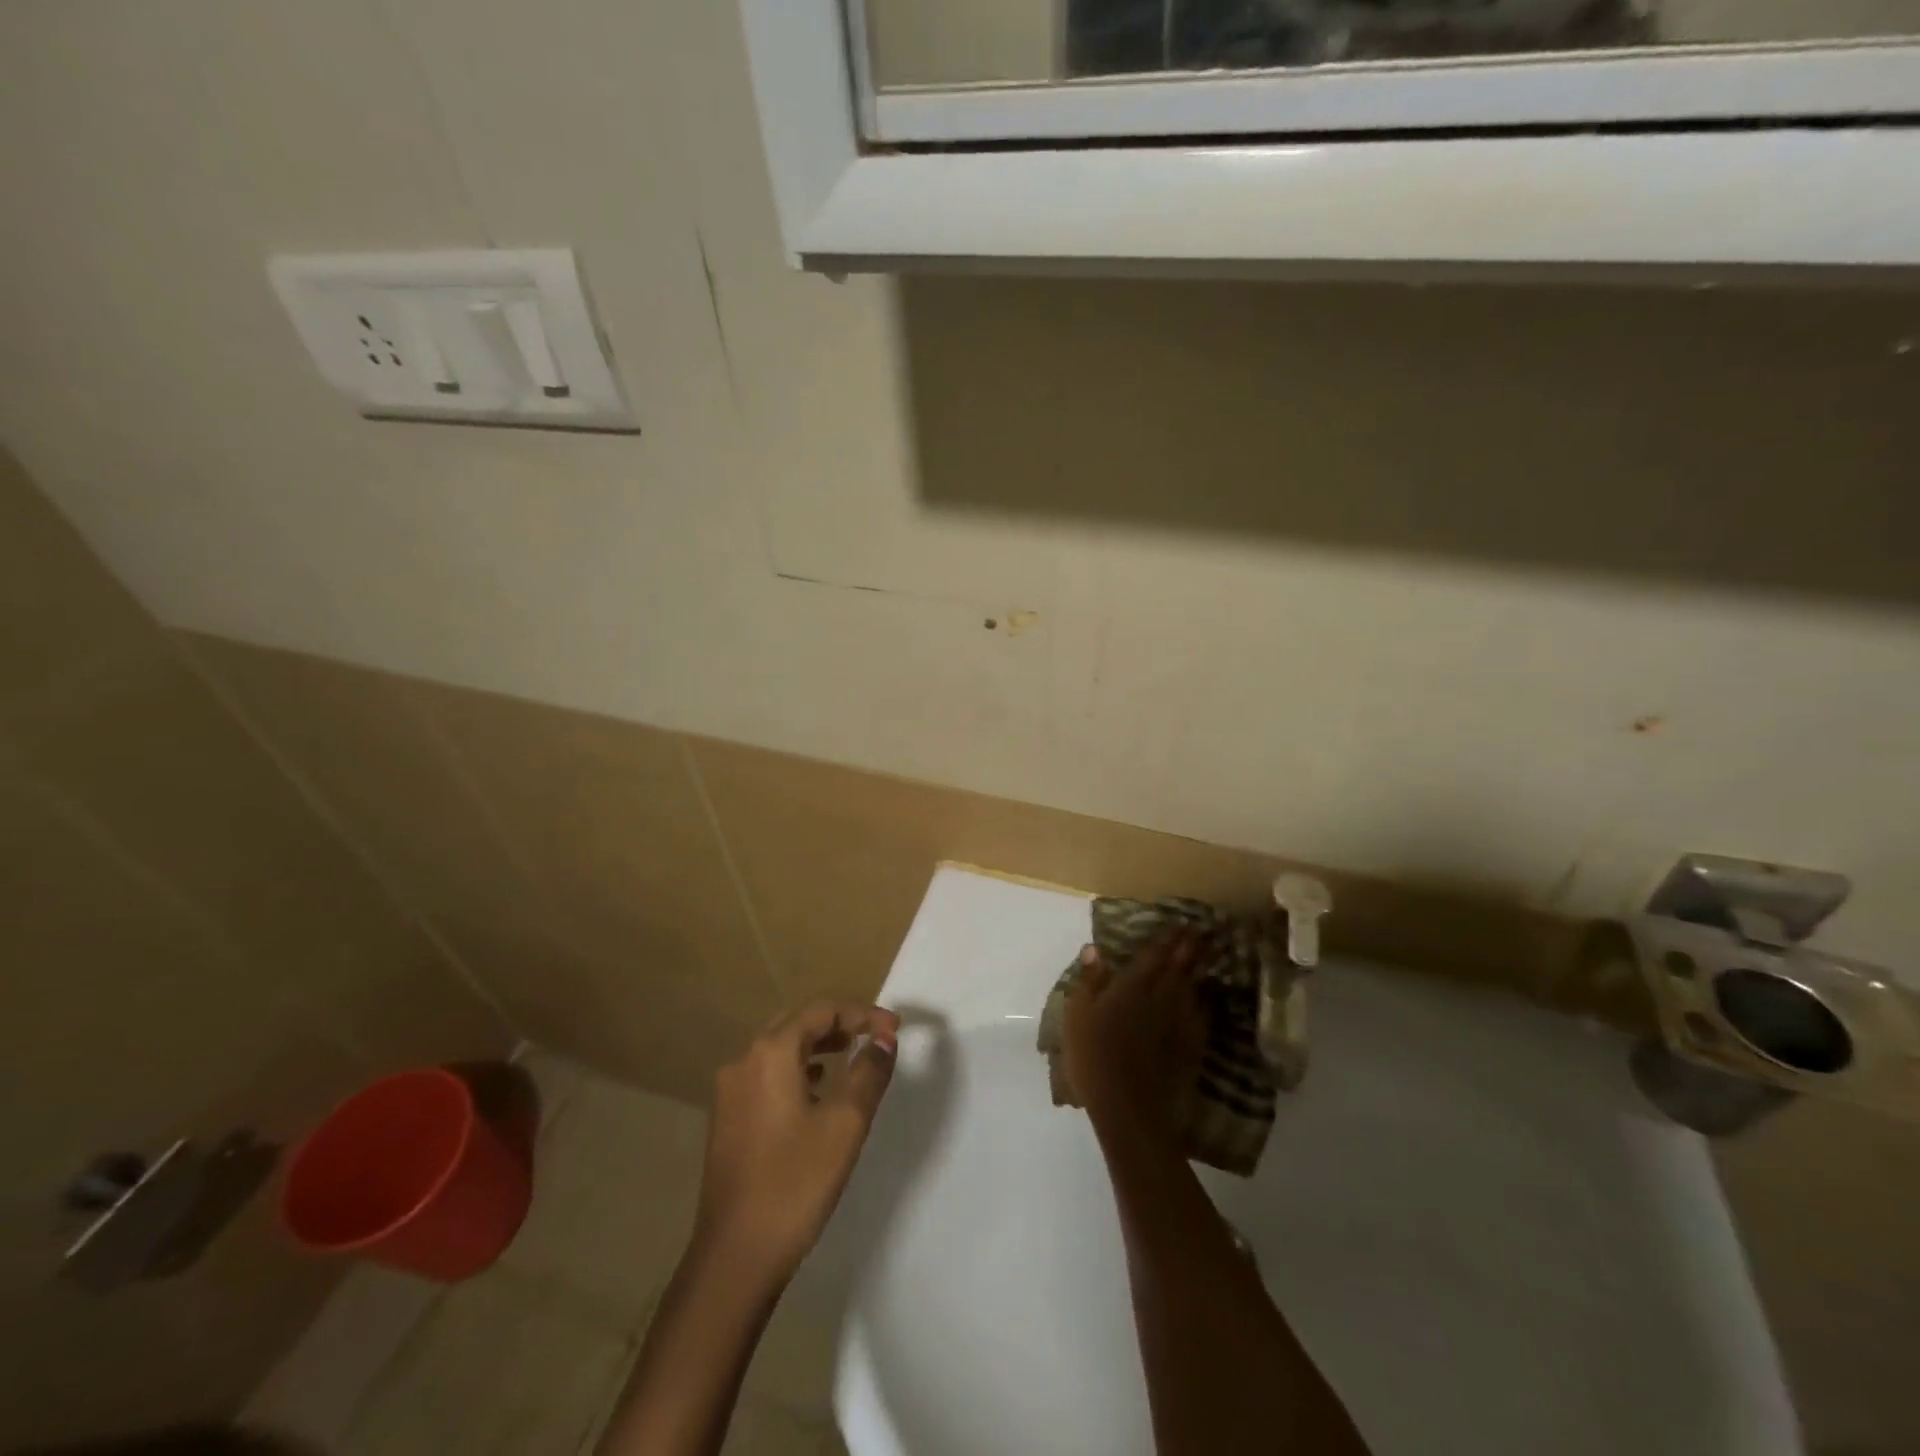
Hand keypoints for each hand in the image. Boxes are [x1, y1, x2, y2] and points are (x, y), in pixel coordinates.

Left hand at [695, 1002, 899, 1285]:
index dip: (862, 1013)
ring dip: (818, 1046)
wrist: (735, 1257)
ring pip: (780, 1050)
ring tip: (852, 1056)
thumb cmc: (796, 1182)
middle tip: (874, 1036)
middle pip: (797, 1023)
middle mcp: (744, 1061)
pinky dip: (797, 1070)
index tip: (894, 1029)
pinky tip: (817, 1091)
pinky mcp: (728, 1120)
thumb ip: (869, 1072)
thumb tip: (884, 1037)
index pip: (821, 1011)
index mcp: (770, 1053)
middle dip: (839, 1023)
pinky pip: (768, 1076)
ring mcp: (731, 1092)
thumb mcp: (846, 1123)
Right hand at [1063, 931, 1206, 1151]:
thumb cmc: (1093, 1057)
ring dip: (1202, 968)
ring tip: (1210, 954)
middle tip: (1204, 931)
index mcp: (1132, 987)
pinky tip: (1206, 998)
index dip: (1167, 938)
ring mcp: (1178, 1023)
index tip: (1180, 922)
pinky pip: (1200, 1016)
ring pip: (1193, 988)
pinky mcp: (1190, 1047)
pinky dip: (1205, 1001)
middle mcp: (1160, 998)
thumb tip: (1094, 948)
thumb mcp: (1077, 1015)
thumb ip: (1089, 980)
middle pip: (1179, 967)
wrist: (1128, 1107)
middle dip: (1191, 947)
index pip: (1153, 955)